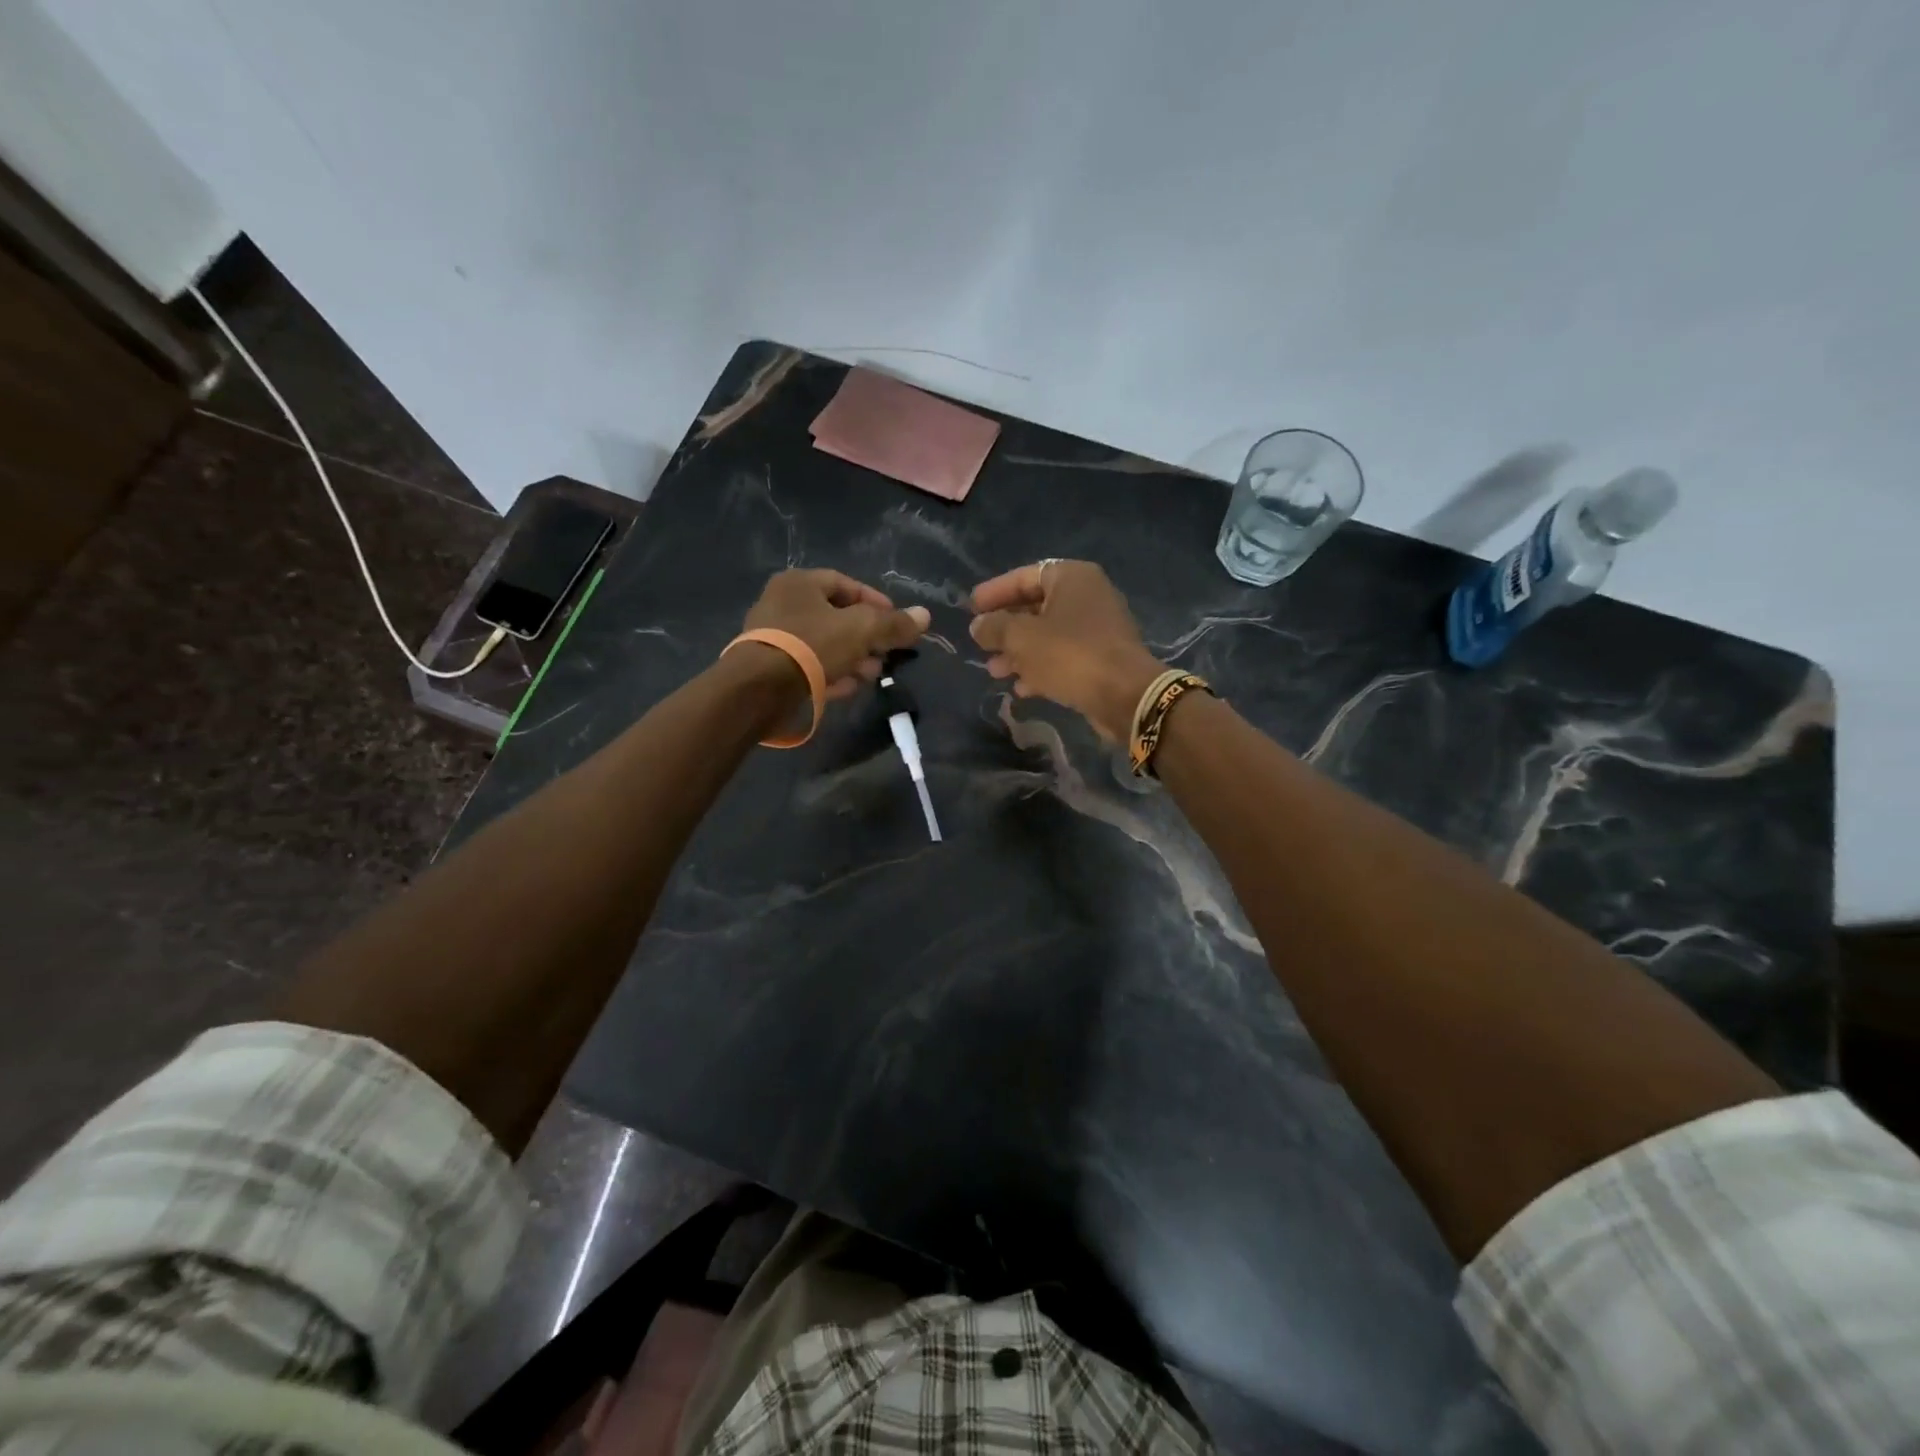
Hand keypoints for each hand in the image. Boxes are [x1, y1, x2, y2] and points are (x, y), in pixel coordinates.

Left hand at [741, 569, 928, 699]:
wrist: (760, 688)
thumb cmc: (812, 645)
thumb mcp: (861, 630)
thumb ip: (894, 624)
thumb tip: (925, 616)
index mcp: (799, 583)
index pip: (846, 584)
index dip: (876, 601)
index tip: (896, 621)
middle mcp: (782, 603)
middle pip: (836, 616)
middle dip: (866, 636)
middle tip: (886, 653)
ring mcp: (773, 636)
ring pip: (824, 643)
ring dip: (852, 657)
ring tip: (871, 675)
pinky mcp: (770, 667)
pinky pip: (808, 665)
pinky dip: (830, 673)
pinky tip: (847, 688)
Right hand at [969, 560, 1164, 741]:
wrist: (1126, 696)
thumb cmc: (1070, 655)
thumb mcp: (1022, 638)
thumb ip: (995, 628)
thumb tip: (978, 625)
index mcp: (1072, 578)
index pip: (1024, 576)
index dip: (995, 592)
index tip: (971, 608)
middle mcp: (1088, 596)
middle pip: (1036, 607)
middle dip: (1006, 628)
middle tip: (980, 643)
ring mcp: (1098, 628)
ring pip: (1048, 635)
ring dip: (1019, 652)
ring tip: (994, 671)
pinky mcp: (1102, 658)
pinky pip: (1063, 656)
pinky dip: (1041, 668)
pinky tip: (1021, 688)